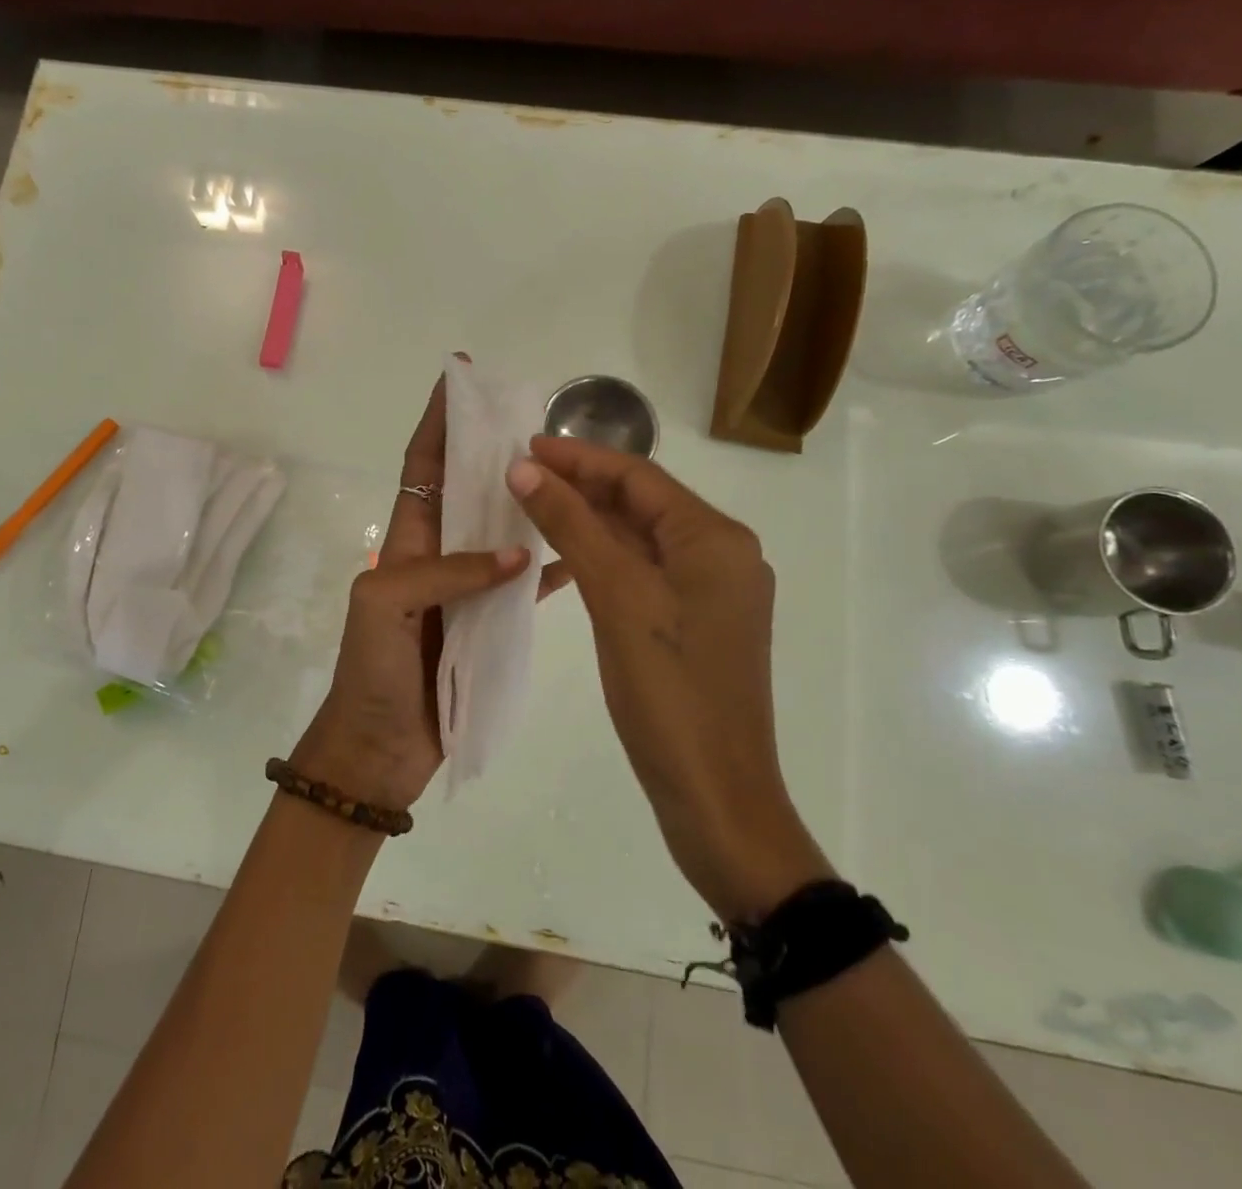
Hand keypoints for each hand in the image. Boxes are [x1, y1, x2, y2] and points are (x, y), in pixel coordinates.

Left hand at [291, 370, 562, 812]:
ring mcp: (465, 589)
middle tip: (534, 418)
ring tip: (568, 471)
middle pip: (468, 491)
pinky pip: (523, 585)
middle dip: (491, 449)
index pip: (424, 467)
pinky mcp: (487, 624)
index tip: (460, 377)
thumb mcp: (385, 606)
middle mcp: (437, 556)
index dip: (438, 421)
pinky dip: (549, 567)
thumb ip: (445, 572)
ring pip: (501, 532)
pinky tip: (584, 550)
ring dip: (526, 502)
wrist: (379, 749)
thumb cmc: (371, 673)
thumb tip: (517, 553)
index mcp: (406, 542)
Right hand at [506, 436, 831, 921]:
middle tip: (520, 473)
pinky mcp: (695, 622)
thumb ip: (572, 526)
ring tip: (533, 505)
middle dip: (582, 484)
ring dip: (590, 520)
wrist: (715, 795)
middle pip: (642, 503)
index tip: (524, 446)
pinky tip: (564, 558)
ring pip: (640, 537)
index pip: (639, 476)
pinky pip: (644, 571)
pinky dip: (604, 557)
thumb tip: (525, 468)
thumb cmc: (669, 691)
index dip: (579, 457)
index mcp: (715, 538)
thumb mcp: (616, 597)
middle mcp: (721, 554)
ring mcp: (711, 591)